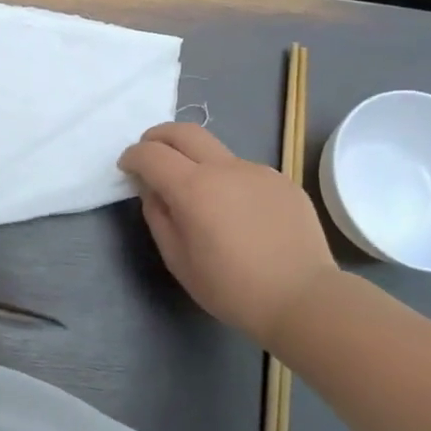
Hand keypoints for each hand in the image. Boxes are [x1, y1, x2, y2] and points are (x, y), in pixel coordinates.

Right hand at [119, 121, 340, 345]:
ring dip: (196, 161)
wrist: (304, 299)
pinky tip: (239, 214)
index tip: (127, 168)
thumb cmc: (232, 288)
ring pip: (216, 152)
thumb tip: (154, 190)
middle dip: (158, 137)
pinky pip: (245, 172)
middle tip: (150, 154)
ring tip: (200, 195)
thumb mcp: (178, 260)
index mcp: (193, 188)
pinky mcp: (282, 181)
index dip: (132, 156)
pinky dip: (229, 181)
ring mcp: (257, 171)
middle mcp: (224, 168)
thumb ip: (158, 216)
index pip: (151, 154)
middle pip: (183, 131)